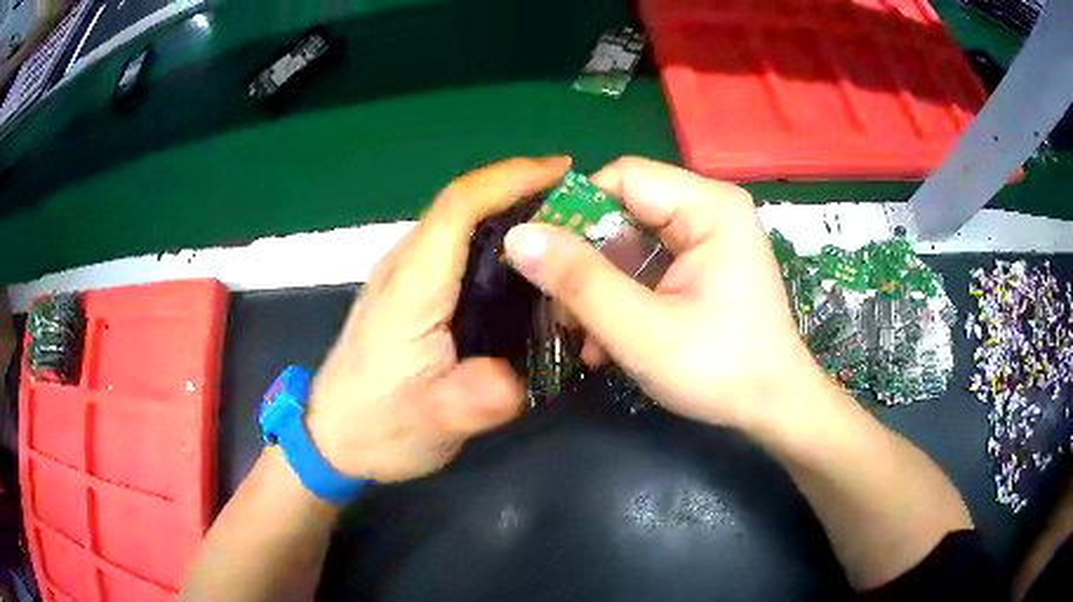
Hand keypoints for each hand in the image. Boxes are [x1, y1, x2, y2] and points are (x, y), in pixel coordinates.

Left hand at [308, 156, 571, 483]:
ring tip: (563, 229)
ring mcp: (402, 278)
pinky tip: (524, 266)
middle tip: (579, 206)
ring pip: (458, 225)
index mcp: (411, 287)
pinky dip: (494, 240)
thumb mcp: (431, 425)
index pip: (458, 207)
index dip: (510, 178)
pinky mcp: (406, 294)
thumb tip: (520, 375)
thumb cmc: (376, 428)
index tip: (562, 171)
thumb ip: (475, 399)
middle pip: (461, 206)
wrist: (330, 439)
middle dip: (520, 190)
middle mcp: (403, 268)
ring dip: (509, 212)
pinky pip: (453, 248)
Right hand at [504, 157, 823, 430]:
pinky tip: (607, 342)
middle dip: (585, 261)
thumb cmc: (721, 371)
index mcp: (709, 206)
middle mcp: (710, 209)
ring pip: (630, 241)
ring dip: (599, 287)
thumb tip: (517, 236)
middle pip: (625, 210)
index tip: (541, 261)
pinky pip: (648, 265)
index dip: (574, 212)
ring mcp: (709, 238)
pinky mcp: (704, 265)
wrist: (775, 409)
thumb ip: (579, 281)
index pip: (622, 178)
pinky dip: (622, 297)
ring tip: (582, 337)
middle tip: (561, 311)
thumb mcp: (642, 331)